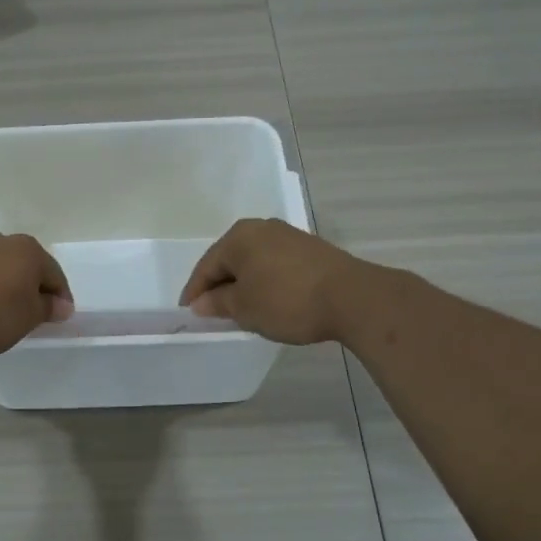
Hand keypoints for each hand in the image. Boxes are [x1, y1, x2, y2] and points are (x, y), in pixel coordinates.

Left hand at [0, 233, 73, 358]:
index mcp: (29, 250)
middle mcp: (4, 241)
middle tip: (35, 316)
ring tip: (7, 314)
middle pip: (28, 267)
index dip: (61, 299)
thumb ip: (48, 308)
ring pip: (3, 269)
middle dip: (34, 289)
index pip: (55, 275)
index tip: (59, 319)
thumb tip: (62, 305)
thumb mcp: (28, 317)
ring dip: (9, 288)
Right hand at [179, 218, 372, 345]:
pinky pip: (275, 265)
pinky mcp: (310, 249)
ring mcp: (289, 236)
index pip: (206, 266)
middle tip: (212, 311)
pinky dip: (265, 282)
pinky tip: (269, 300)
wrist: (352, 298)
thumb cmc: (287, 300)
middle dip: (219, 285)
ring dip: (244, 284)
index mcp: (239, 237)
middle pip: (230, 259)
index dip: (195, 291)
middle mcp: (262, 228)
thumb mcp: (245, 308)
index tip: (188, 312)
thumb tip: (200, 302)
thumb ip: (217, 303)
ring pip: (254, 262)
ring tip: (240, 308)